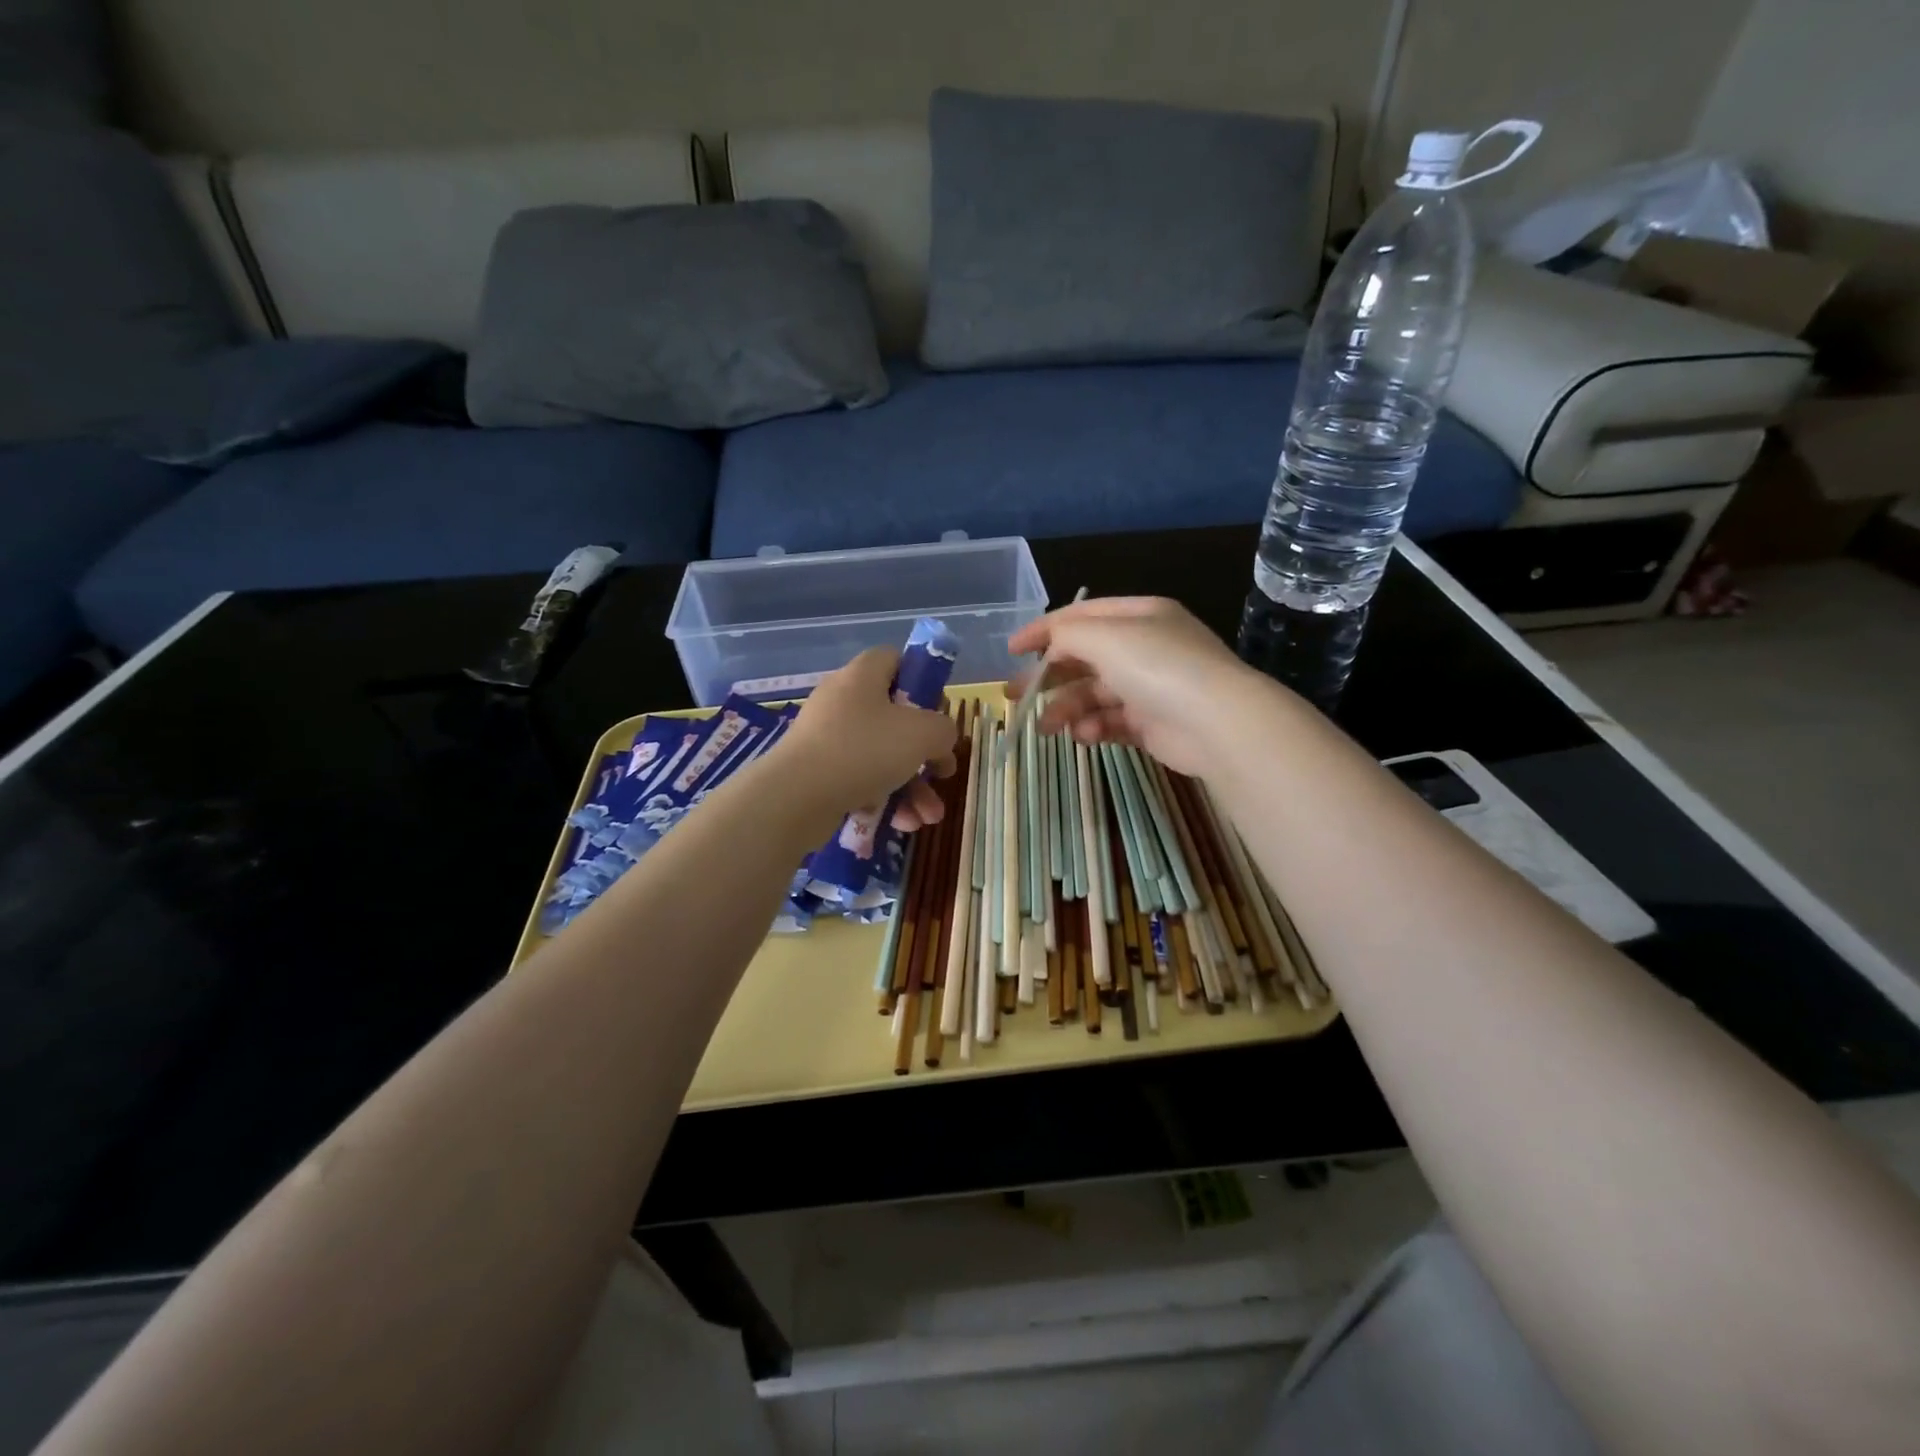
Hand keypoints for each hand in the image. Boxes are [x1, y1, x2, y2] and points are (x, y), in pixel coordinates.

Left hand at [779, 648, 957, 829]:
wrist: (796, 798)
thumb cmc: (864, 750)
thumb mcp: (922, 734)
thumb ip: (944, 730)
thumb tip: (940, 741)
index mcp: (862, 677)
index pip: (895, 659)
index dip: (922, 680)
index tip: (939, 711)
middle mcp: (842, 702)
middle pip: (894, 718)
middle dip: (925, 754)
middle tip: (943, 774)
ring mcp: (827, 739)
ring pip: (882, 758)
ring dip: (912, 788)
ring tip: (928, 817)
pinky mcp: (818, 773)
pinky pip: (861, 782)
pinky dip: (883, 801)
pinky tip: (901, 824)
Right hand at [1008, 597, 1266, 776]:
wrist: (1217, 723)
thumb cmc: (1158, 667)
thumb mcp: (1105, 636)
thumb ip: (1067, 636)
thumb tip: (1051, 649)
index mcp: (1138, 615)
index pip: (1081, 616)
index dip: (1043, 630)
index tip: (1011, 650)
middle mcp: (1144, 647)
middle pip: (1083, 659)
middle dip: (1047, 677)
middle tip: (1014, 696)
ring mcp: (1149, 687)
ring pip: (1093, 694)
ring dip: (1066, 709)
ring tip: (1047, 727)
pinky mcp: (1152, 724)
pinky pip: (1111, 722)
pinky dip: (1093, 727)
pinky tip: (1085, 735)